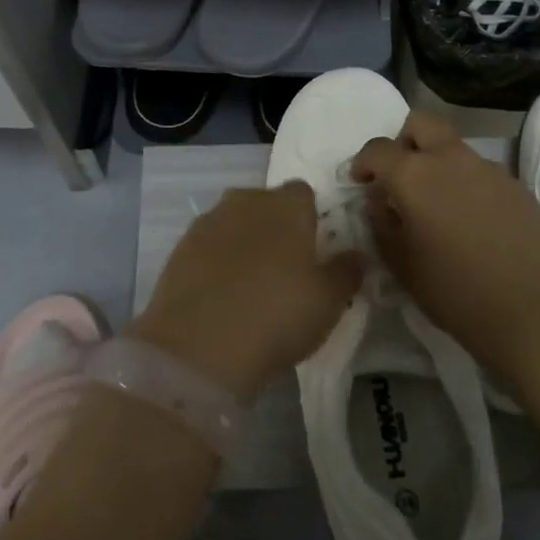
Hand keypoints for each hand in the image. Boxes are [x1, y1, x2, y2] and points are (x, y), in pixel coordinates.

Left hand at [130, 184, 360, 401]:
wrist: (199, 345)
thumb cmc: (277, 315)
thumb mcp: (329, 301)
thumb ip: (347, 272)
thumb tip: (359, 255)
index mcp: (287, 205)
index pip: (304, 193)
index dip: (311, 218)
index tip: (315, 250)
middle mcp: (246, 200)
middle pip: (267, 204)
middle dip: (276, 227)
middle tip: (285, 270)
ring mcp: (209, 221)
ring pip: (235, 222)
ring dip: (244, 243)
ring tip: (251, 286)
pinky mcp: (180, 246)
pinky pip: (208, 245)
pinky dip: (216, 261)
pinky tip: (221, 295)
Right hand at [353, 110, 539, 389]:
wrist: (531, 313)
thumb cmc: (453, 291)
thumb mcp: (400, 263)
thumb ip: (381, 221)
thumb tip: (379, 199)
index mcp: (415, 175)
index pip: (378, 149)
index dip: (363, 162)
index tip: (361, 182)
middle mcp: (451, 159)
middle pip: (421, 123)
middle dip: (404, 141)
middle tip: (401, 175)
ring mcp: (489, 169)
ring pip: (454, 148)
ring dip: (439, 164)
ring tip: (441, 206)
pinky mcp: (517, 187)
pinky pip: (482, 173)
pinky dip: (468, 186)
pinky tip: (474, 223)